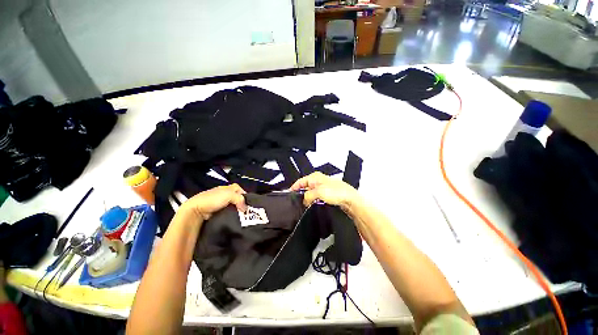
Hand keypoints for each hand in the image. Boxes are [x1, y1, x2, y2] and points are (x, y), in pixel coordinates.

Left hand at [179, 184, 246, 221]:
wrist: (196, 210)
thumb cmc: (213, 199)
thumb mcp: (229, 195)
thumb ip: (240, 199)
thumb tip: (245, 208)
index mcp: (226, 188)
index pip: (238, 188)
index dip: (244, 194)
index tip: (248, 202)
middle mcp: (222, 194)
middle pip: (236, 197)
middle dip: (241, 203)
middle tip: (245, 210)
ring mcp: (218, 203)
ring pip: (232, 205)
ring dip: (236, 210)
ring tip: (241, 216)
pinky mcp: (216, 212)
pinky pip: (227, 212)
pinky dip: (230, 215)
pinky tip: (233, 218)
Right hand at [290, 172, 361, 210]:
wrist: (350, 199)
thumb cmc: (337, 192)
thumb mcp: (318, 192)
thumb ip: (308, 196)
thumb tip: (304, 201)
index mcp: (315, 177)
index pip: (300, 181)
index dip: (294, 188)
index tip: (289, 195)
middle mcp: (318, 181)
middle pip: (305, 187)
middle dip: (301, 194)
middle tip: (297, 203)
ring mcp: (323, 187)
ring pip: (311, 193)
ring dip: (308, 199)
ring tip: (305, 206)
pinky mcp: (327, 194)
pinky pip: (316, 197)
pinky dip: (314, 201)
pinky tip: (313, 206)